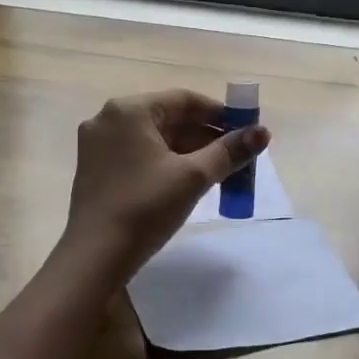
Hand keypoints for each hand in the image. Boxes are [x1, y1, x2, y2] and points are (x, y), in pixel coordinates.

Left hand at [65, 89, 270, 276]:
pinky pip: (140, 155)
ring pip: (155, 139)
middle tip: (238, 155)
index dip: (219, 114)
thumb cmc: (145, 208)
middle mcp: (108, 119)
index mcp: (129, 110)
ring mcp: (98, 145)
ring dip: (189, 151)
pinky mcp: (96, 169)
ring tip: (221, 171)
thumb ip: (229, 151)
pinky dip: (166, 162)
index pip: (184, 100)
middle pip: (169, 118)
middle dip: (206, 136)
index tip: (246, 131)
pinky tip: (189, 181)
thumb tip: (263, 132)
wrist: (94, 258)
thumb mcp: (193, 177)